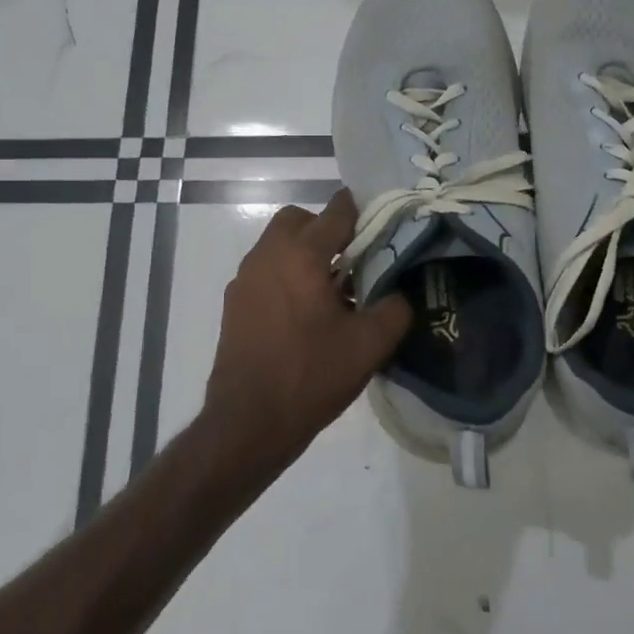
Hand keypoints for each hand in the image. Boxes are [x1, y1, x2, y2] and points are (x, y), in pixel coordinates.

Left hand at [201, 190, 412, 483]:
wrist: (247, 422)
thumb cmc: (310, 376)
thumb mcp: (369, 346)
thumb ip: (394, 309)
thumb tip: (399, 292)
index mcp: (301, 254)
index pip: (335, 212)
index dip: (360, 211)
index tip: (380, 221)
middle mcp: (267, 255)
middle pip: (298, 220)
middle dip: (325, 229)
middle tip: (352, 260)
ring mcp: (245, 278)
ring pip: (278, 246)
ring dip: (303, 253)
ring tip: (330, 291)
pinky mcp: (234, 303)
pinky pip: (265, 271)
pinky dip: (285, 275)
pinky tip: (303, 314)